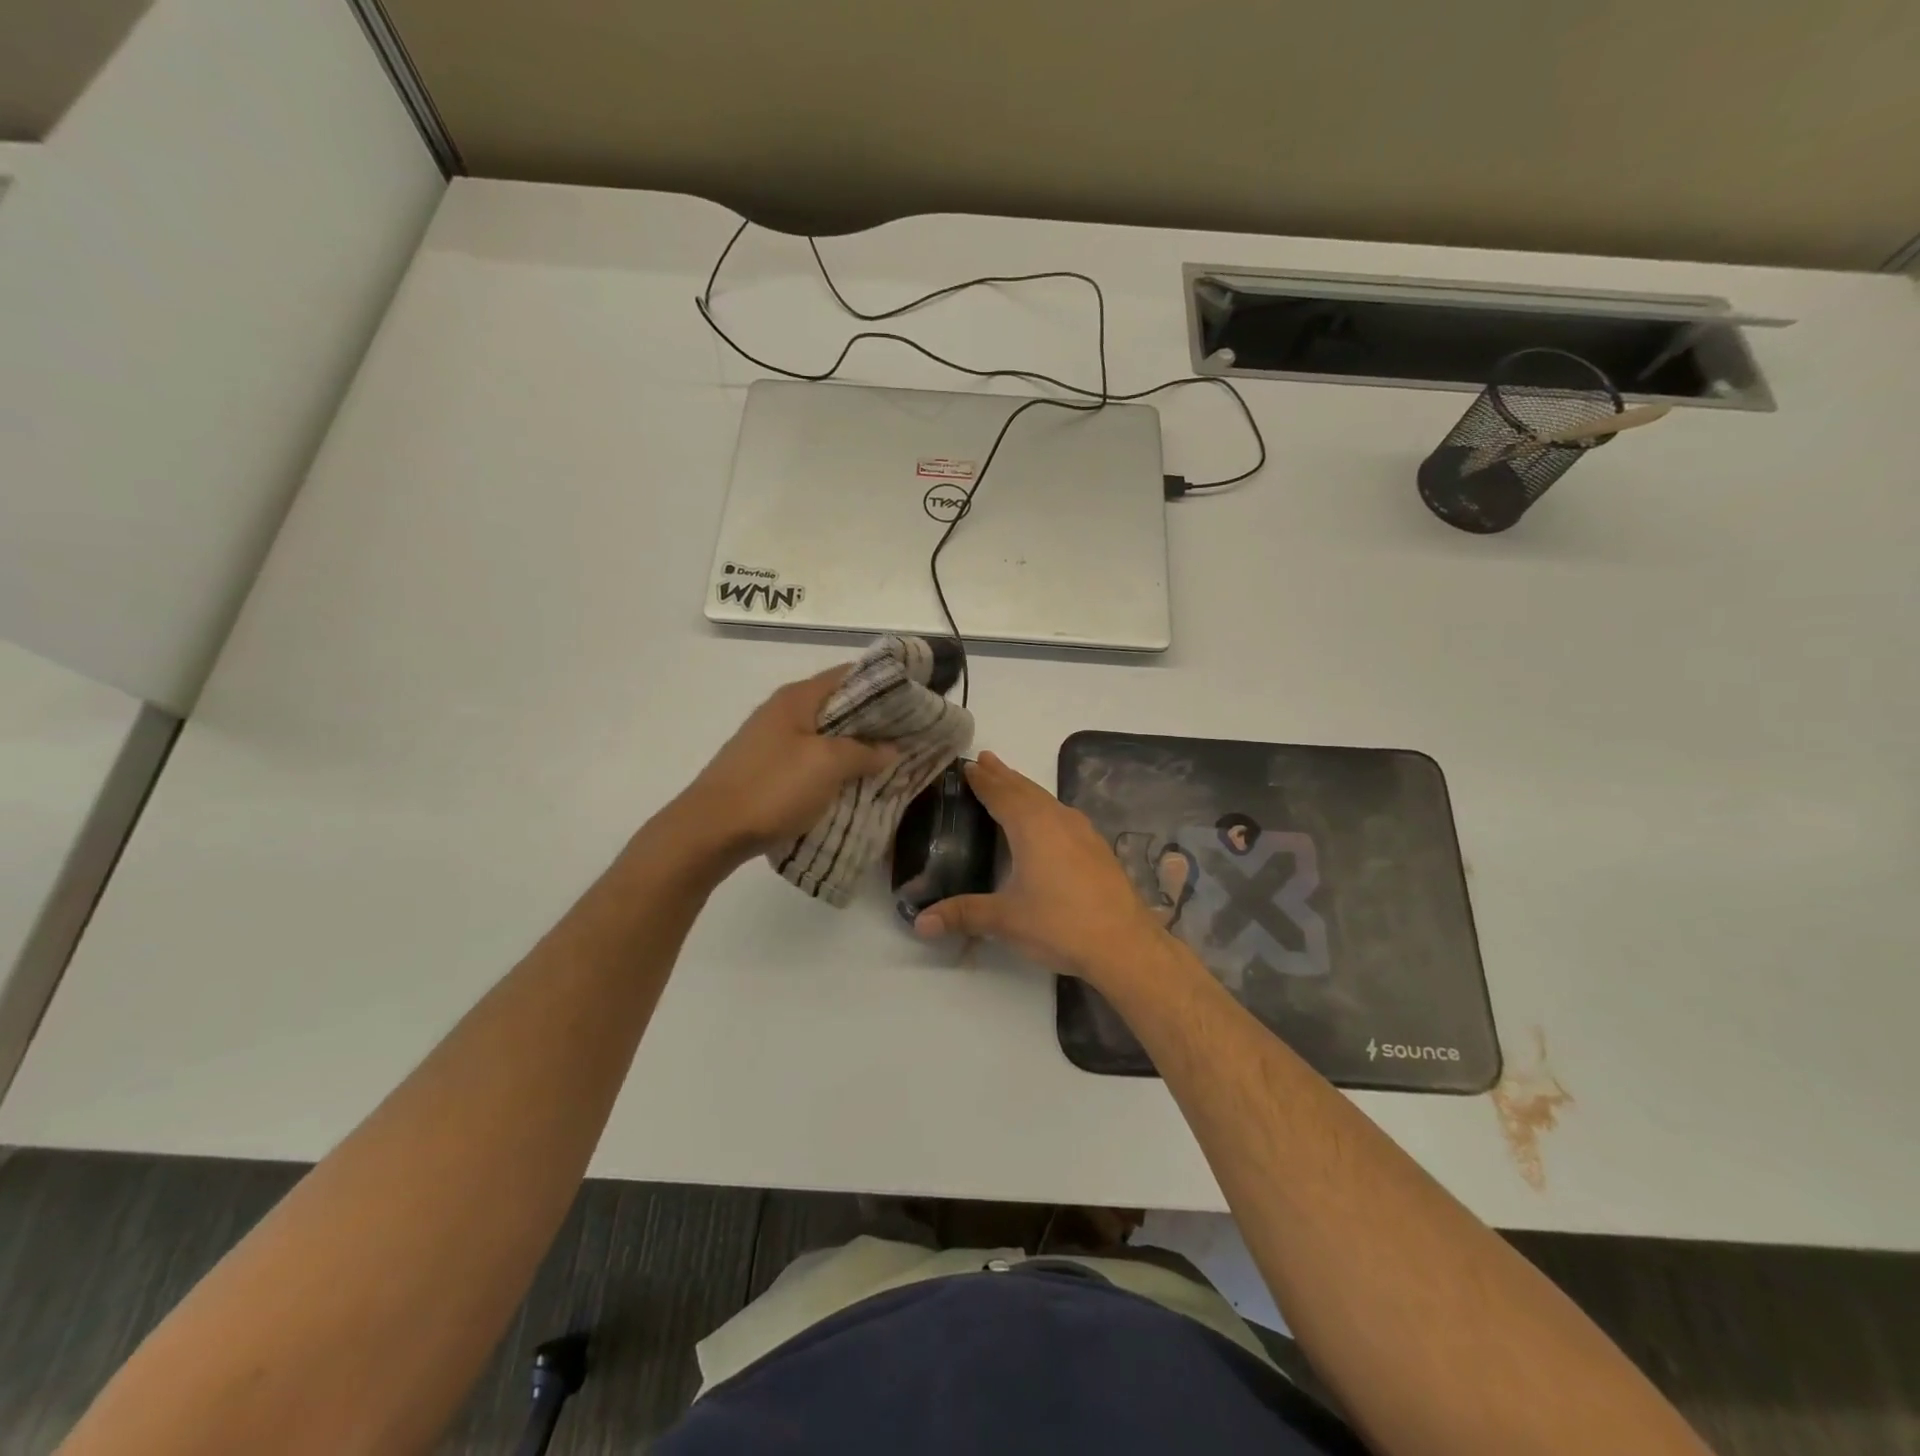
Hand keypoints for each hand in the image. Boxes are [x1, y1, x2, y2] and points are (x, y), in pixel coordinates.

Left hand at [676, 667, 896, 866]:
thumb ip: (864, 751)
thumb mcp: (827, 765)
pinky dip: (835, 766)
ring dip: (856, 746)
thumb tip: (890, 748)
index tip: (916, 699)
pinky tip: (853, 784)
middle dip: (875, 720)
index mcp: (798, 698)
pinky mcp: (767, 768)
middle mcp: (784, 711)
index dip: (885, 684)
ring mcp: (772, 741)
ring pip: (826, 735)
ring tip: (889, 761)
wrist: (710, 830)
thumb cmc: (772, 788)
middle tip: (911, 736)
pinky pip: (812, 759)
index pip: (850, 674)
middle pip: (839, 705)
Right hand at [913, 752, 1165, 982]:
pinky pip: (1063, 815)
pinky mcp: (1097, 848)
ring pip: (1047, 800)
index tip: (968, 765)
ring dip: (1025, 788)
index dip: (983, 780)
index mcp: (1032, 827)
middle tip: (984, 760)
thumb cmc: (1060, 924)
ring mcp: (1083, 832)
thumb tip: (920, 923)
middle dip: (1003, 775)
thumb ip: (963, 915)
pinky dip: (1045, 806)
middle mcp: (1058, 820)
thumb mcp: (1005, 920)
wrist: (1125, 943)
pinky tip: (1048, 819)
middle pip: (1025, 789)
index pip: (1001, 794)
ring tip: (1010, 782)